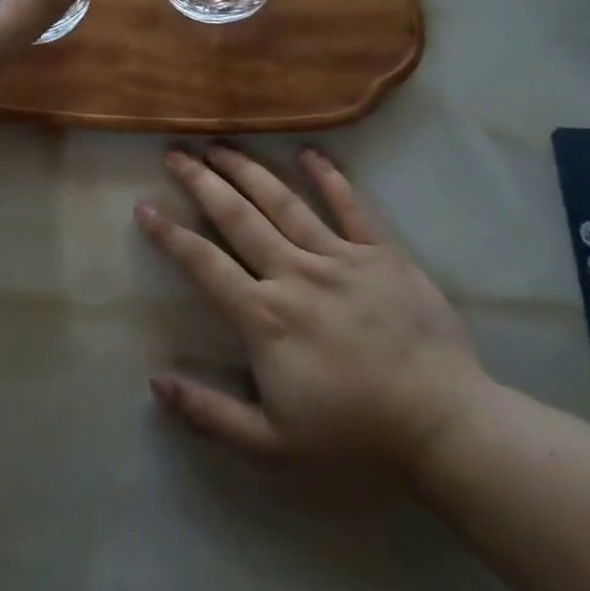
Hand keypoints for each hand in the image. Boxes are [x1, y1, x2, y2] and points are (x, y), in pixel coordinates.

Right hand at [138, 144, 493, 485]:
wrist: (446, 428)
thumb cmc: (356, 439)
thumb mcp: (273, 446)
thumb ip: (211, 415)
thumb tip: (155, 383)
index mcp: (265, 318)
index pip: (203, 265)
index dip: (169, 235)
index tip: (144, 207)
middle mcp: (295, 275)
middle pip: (238, 218)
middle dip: (202, 182)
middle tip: (176, 152)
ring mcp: (341, 258)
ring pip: (284, 203)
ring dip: (247, 170)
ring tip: (220, 144)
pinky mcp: (383, 255)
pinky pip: (351, 206)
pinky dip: (328, 176)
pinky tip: (307, 151)